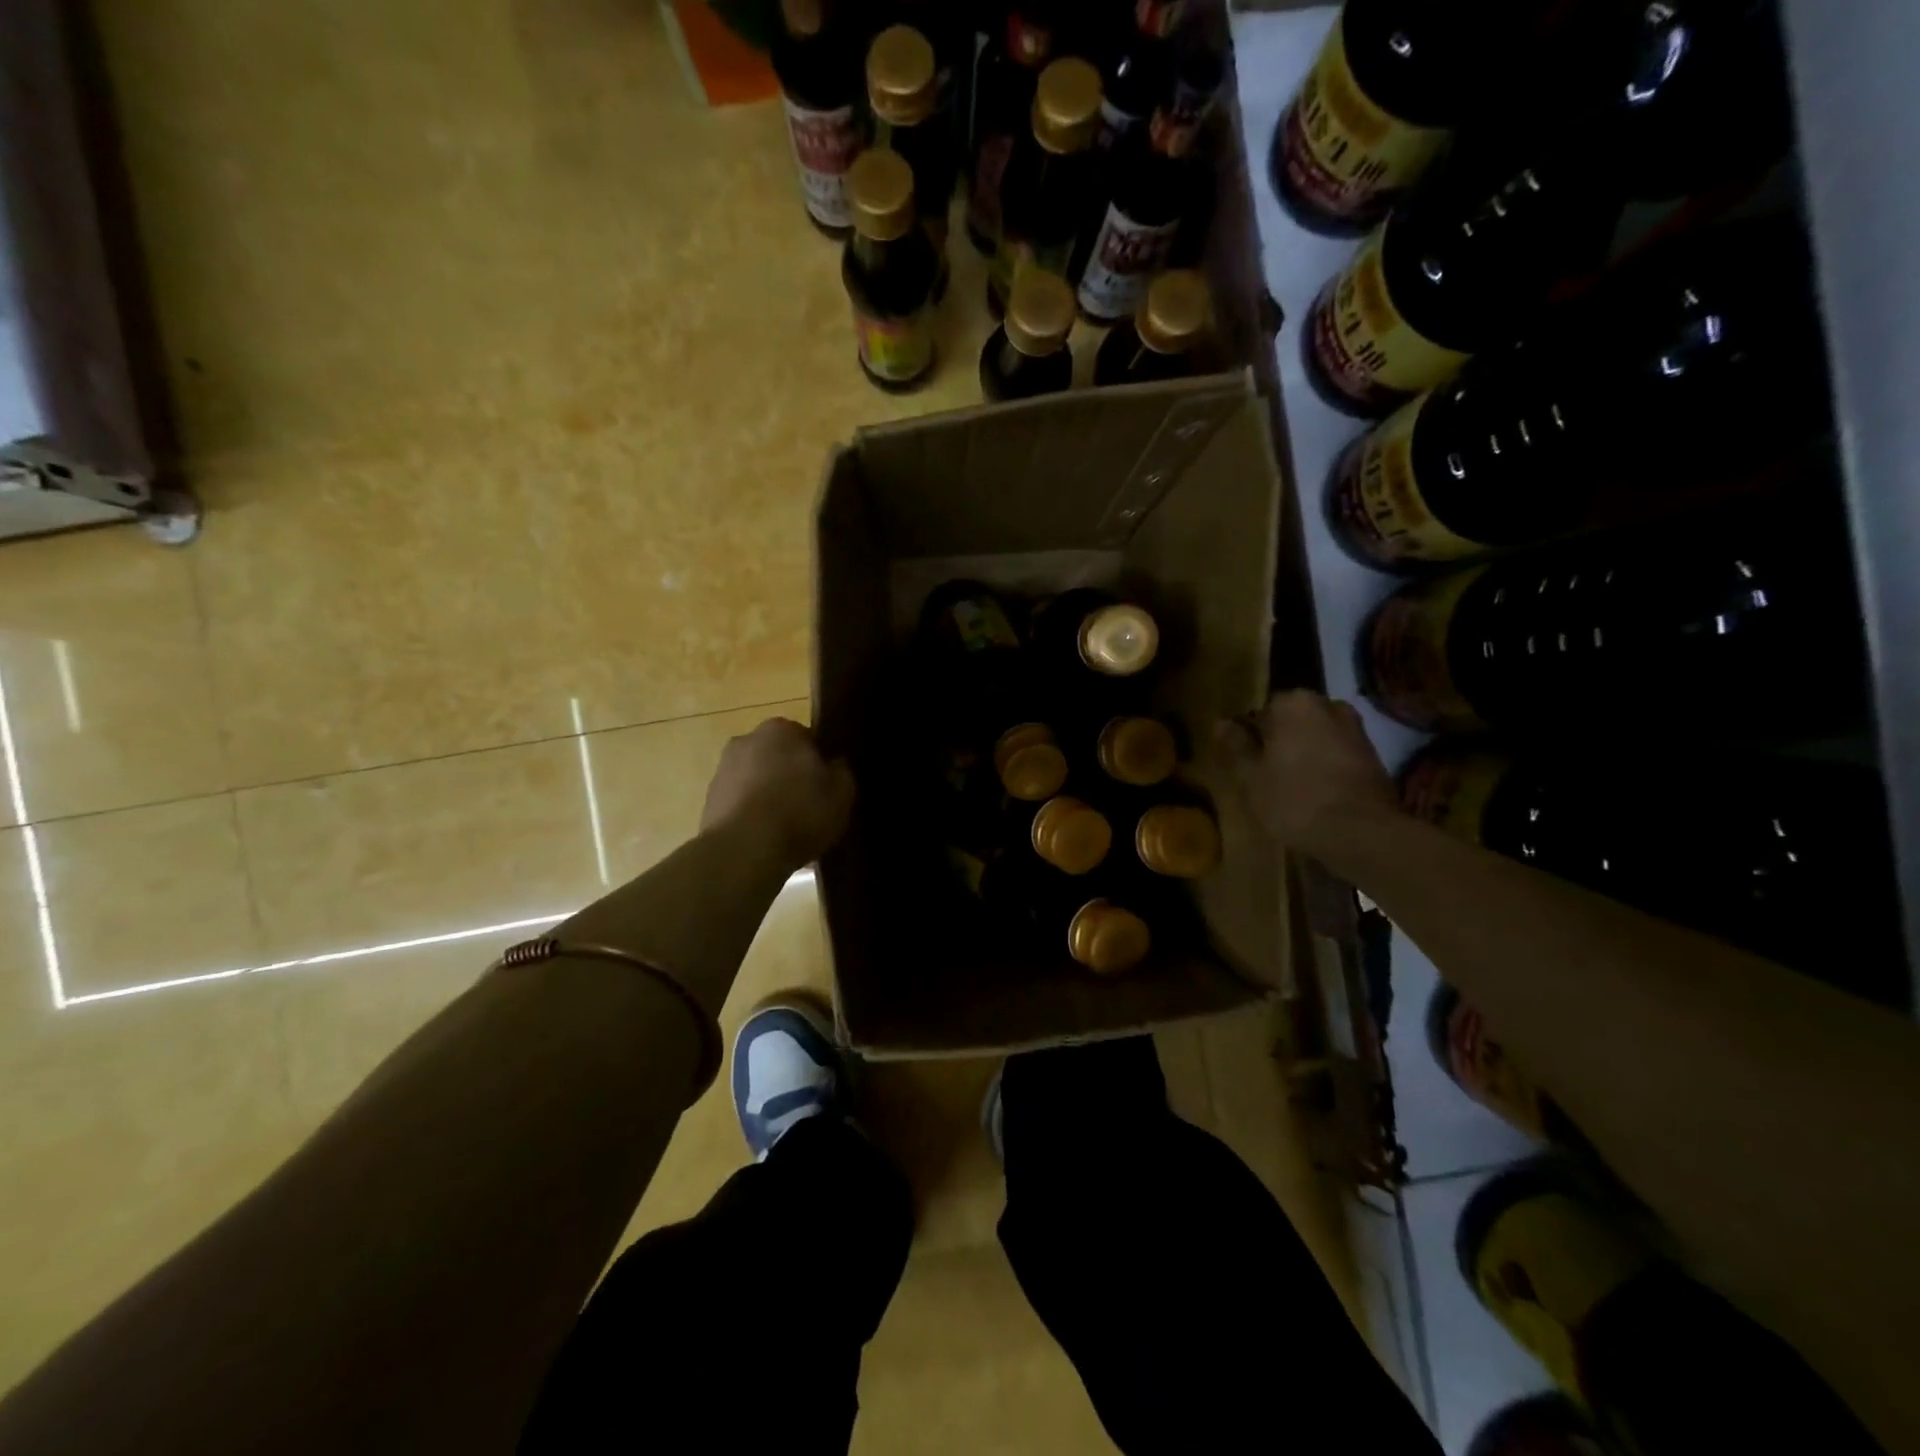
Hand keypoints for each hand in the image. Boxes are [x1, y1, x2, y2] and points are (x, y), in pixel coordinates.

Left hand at [700, 718, 854, 867]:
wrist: (745, 850)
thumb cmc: (800, 812)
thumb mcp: (842, 793)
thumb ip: (842, 772)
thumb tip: (835, 764)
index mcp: (781, 729)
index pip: (807, 738)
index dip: (819, 762)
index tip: (827, 785)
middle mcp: (747, 740)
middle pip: (778, 756)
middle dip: (790, 775)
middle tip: (809, 804)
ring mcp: (722, 770)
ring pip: (756, 779)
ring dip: (769, 795)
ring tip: (787, 827)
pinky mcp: (708, 801)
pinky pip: (740, 803)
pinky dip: (752, 815)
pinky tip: (766, 839)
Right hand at [1217, 691, 1400, 858]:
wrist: (1361, 832)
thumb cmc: (1294, 799)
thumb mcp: (1251, 776)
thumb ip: (1237, 745)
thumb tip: (1222, 723)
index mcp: (1293, 703)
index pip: (1261, 711)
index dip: (1251, 737)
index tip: (1246, 761)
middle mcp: (1328, 705)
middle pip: (1292, 722)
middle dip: (1280, 742)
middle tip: (1266, 774)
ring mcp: (1355, 729)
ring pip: (1316, 737)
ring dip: (1304, 754)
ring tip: (1291, 786)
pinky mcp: (1373, 755)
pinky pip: (1337, 754)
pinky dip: (1326, 767)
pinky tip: (1317, 793)